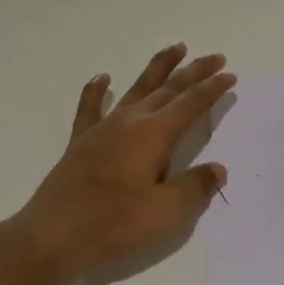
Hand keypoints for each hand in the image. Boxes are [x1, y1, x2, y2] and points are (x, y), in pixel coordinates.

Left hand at [14, 44, 234, 279]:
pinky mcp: (81, 142)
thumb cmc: (114, 225)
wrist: (53, 235)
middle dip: (194, 72)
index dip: (212, 89)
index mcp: (153, 135)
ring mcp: (103, 129)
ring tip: (175, 49)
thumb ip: (195, 187)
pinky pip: (91, 107)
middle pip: (168, 88)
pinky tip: (103, 78)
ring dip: (158, 68)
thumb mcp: (166, 212)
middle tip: (215, 57)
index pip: (190, 104)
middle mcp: (130, 122)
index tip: (230, 75)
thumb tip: (217, 169)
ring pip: (136, 89)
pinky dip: (98, 90)